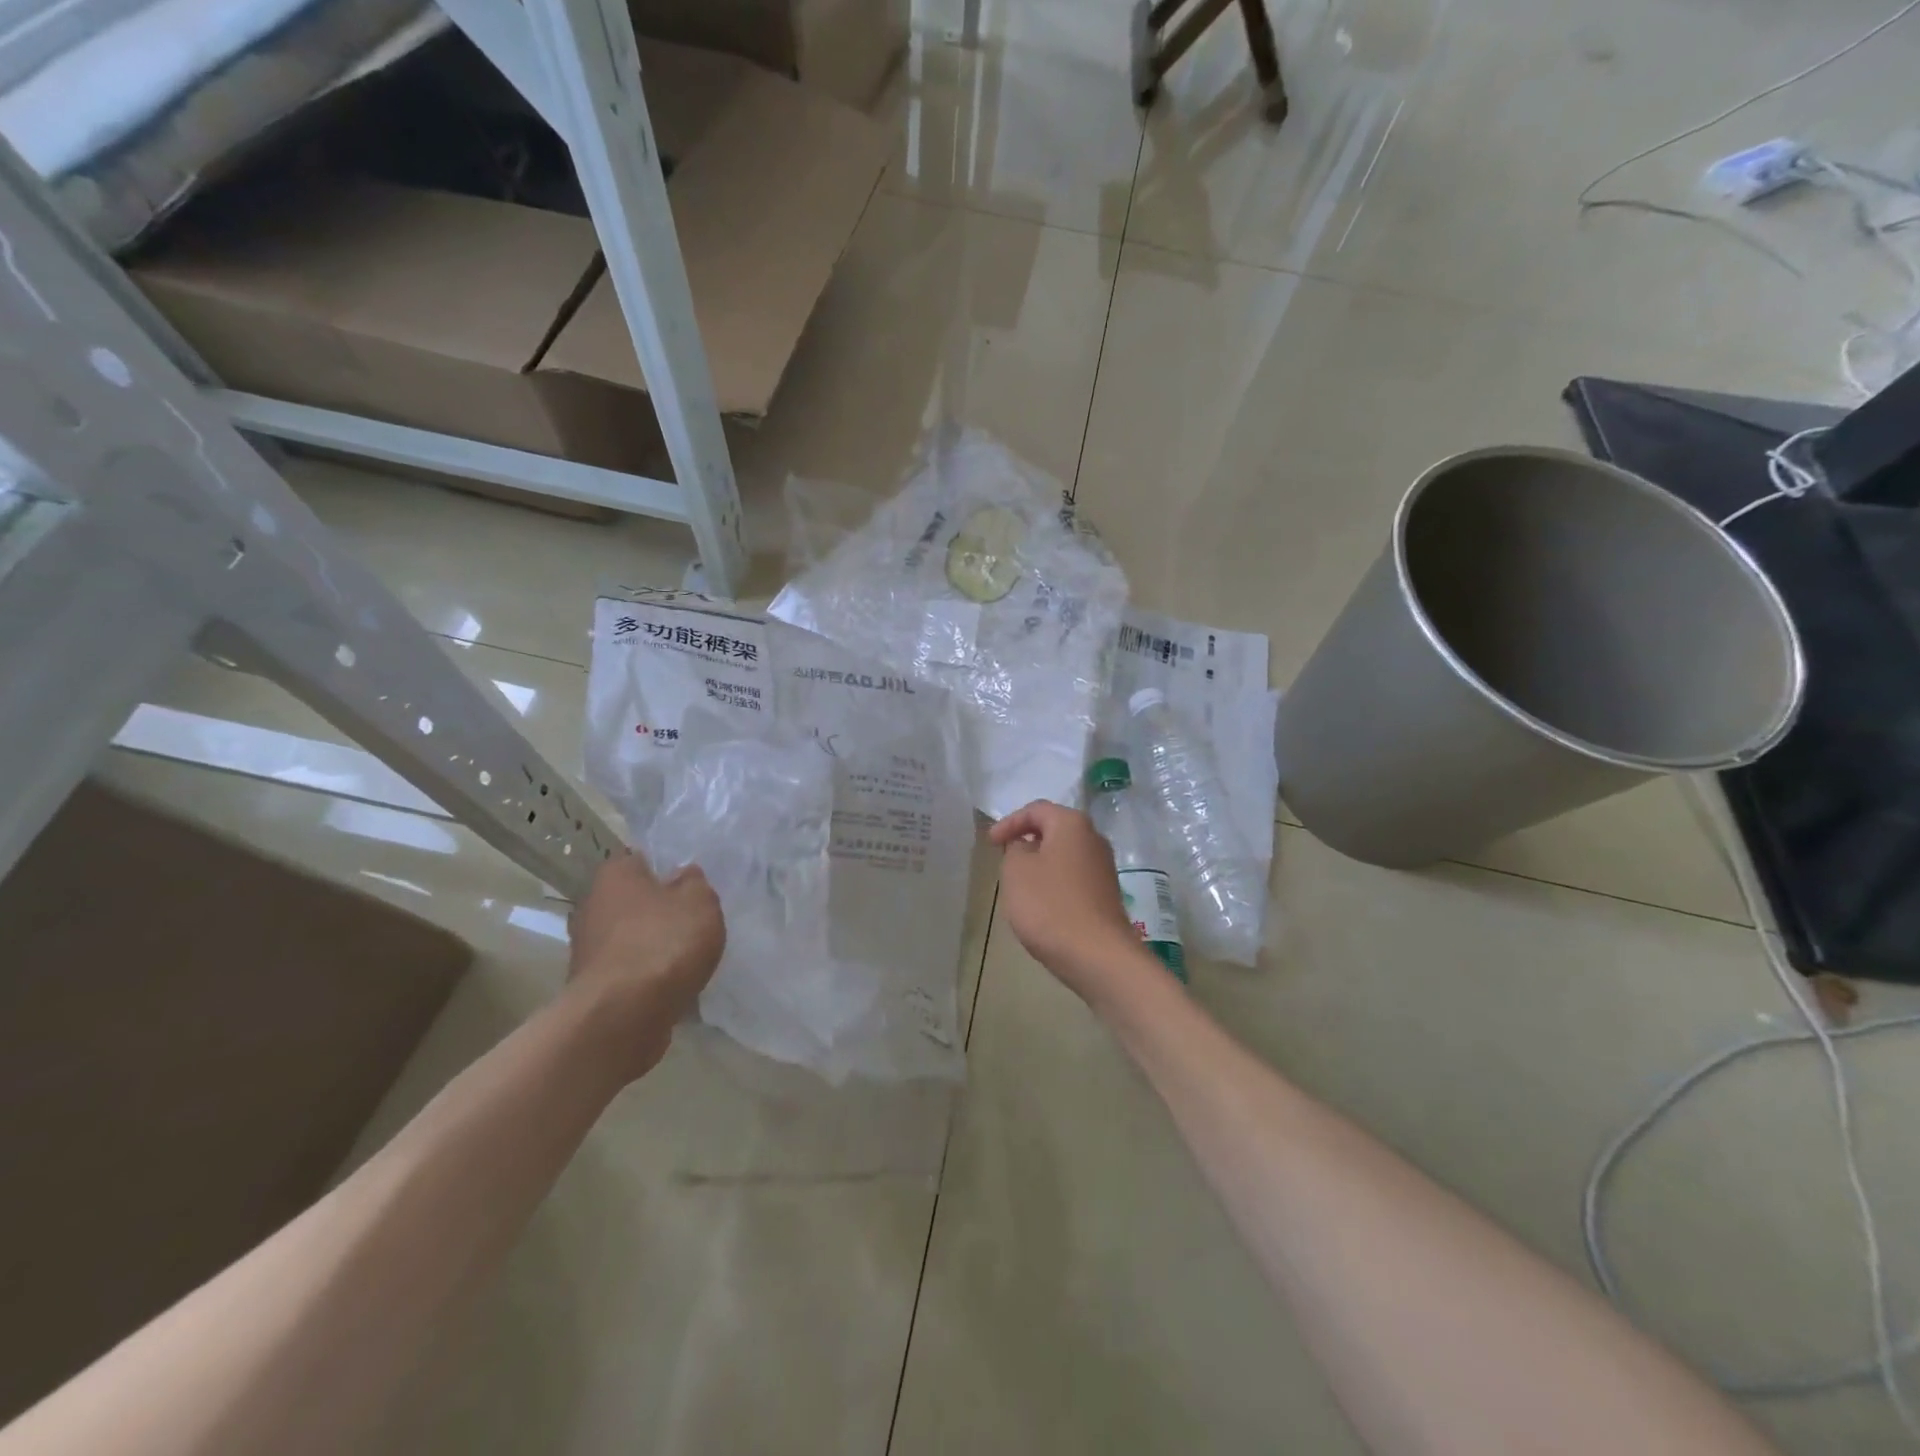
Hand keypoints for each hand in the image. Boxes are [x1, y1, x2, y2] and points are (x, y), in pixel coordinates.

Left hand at [567, 851, 724, 1077]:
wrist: (622, 1016)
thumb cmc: (664, 944)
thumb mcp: (700, 901)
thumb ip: (695, 883)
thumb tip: (682, 876)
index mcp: (614, 874)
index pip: (642, 859)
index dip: (669, 870)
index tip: (692, 887)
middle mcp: (592, 905)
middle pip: (635, 900)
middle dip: (660, 910)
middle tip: (693, 921)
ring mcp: (587, 948)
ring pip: (631, 936)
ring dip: (653, 945)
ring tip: (686, 958)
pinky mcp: (592, 985)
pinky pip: (628, 969)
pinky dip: (646, 975)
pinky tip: (670, 984)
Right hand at [990, 800, 1156, 1005]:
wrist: (1097, 956)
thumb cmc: (1049, 905)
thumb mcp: (1016, 870)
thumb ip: (1015, 848)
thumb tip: (1027, 847)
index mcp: (1072, 824)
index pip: (1036, 810)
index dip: (1009, 822)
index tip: (990, 844)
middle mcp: (1094, 838)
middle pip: (1054, 830)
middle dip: (1027, 841)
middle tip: (1004, 858)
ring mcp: (1104, 867)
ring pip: (1064, 855)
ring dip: (1040, 864)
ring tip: (1019, 884)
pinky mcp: (1106, 894)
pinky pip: (1073, 878)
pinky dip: (1054, 883)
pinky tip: (1042, 904)